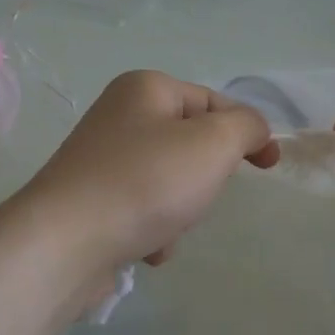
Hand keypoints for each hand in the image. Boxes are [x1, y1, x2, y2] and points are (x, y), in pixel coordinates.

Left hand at [18, 70, 278, 274]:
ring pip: (171, 181)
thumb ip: (246, 126)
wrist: (64, 244)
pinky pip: (144, 209)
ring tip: (167, 226)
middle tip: (201, 192)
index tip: (270, 166)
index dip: (247, 131)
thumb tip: (253, 129)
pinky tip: (146, 246)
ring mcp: (102, 160)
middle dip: (206, 176)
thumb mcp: (214, 142)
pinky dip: (155, 228)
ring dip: (182, 209)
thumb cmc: (146, 182)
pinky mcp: (91, 201)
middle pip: (192, 143)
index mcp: (146, 88)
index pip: (214, 101)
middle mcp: (120, 116)